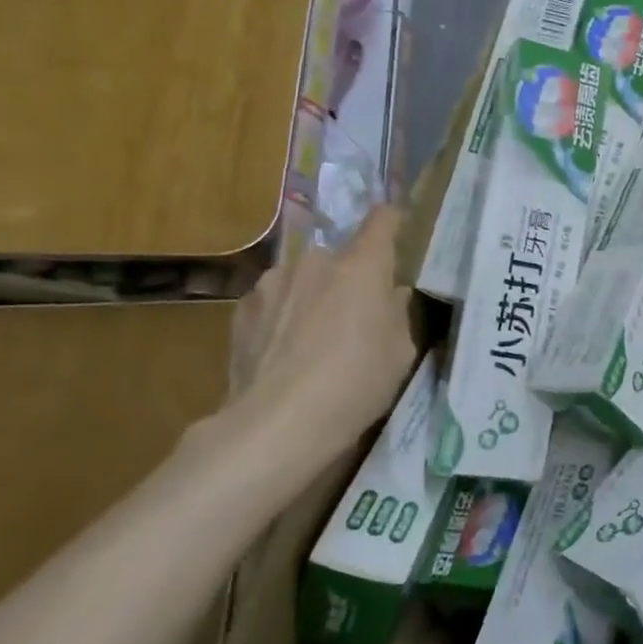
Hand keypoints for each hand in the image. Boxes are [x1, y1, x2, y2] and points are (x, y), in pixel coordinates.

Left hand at [224, 206, 417, 481]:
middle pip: (339, 259)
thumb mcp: (400, 353)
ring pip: (303, 279)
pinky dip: (281, 318)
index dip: (391, 222)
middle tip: (352, 317)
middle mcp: (316, 261)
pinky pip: (273, 303)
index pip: (382, 220)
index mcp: (363, 265)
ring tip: (311, 341)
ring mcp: (274, 282)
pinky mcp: (242, 309)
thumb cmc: (357, 382)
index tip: (395, 228)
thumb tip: (390, 294)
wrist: (279, 423)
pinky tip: (282, 354)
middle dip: (347, 279)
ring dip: (311, 297)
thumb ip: (397, 314)